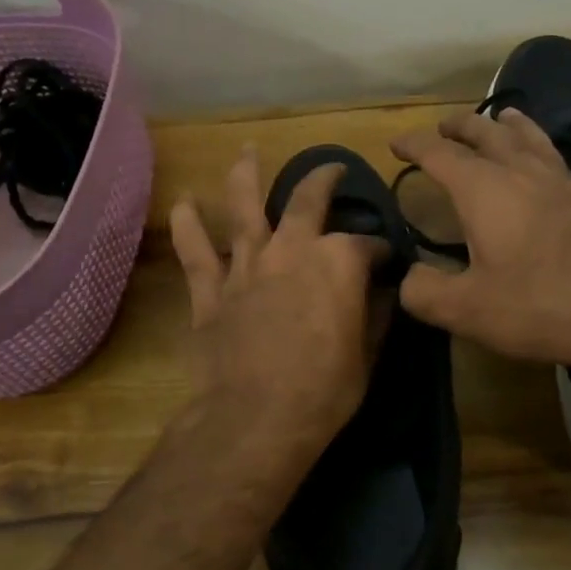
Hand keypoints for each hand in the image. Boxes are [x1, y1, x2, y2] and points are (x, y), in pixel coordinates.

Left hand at [168, 148, 384, 454]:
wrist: (258, 418)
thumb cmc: (325, 390)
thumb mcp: (368, 354)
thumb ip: (375, 314)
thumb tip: (382, 292)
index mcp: (337, 262)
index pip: (367, 244)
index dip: (380, 250)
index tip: (386, 260)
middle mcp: (291, 250)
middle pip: (307, 200)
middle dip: (324, 180)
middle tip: (333, 171)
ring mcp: (246, 266)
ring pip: (244, 208)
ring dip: (246, 175)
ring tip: (247, 151)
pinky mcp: (211, 290)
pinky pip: (195, 251)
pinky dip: (188, 225)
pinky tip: (184, 202)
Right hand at [390, 109, 570, 366]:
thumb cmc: (539, 303)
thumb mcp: (467, 309)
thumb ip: (424, 292)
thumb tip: (406, 279)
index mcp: (483, 189)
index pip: (439, 153)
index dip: (414, 145)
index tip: (396, 144)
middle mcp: (519, 172)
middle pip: (486, 133)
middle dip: (459, 126)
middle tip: (443, 126)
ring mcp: (557, 182)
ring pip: (527, 136)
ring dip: (505, 124)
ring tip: (501, 116)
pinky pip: (552, 155)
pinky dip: (537, 143)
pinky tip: (543, 159)